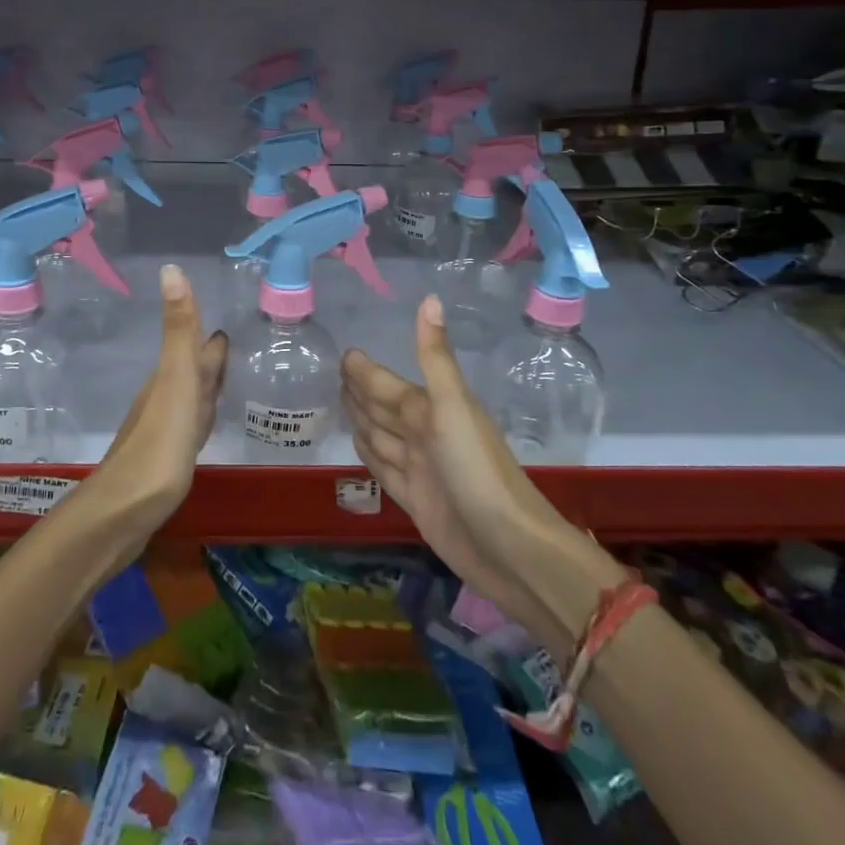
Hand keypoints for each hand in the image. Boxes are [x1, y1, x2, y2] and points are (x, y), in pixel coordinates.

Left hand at [87, 264, 228, 532]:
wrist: (124, 512)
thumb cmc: (158, 445)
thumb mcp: (175, 380)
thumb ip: (178, 329)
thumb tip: (170, 267)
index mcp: (170, 378)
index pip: (193, 346)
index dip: (206, 332)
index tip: (223, 316)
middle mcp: (165, 398)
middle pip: (191, 370)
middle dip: (208, 355)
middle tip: (228, 341)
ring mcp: (165, 430)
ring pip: (190, 398)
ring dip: (206, 384)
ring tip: (223, 376)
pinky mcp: (167, 460)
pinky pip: (190, 426)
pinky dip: (201, 416)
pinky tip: (204, 424)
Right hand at [342, 295, 592, 648]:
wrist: (508, 547)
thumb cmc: (478, 470)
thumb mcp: (453, 407)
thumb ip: (435, 357)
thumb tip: (430, 298)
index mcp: (432, 410)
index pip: (389, 385)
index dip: (367, 372)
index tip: (346, 354)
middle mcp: (425, 435)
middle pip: (384, 408)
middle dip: (362, 391)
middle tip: (335, 373)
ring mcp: (420, 469)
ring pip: (381, 437)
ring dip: (362, 419)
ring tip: (342, 402)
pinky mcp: (415, 501)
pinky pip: (383, 469)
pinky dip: (369, 455)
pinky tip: (360, 446)